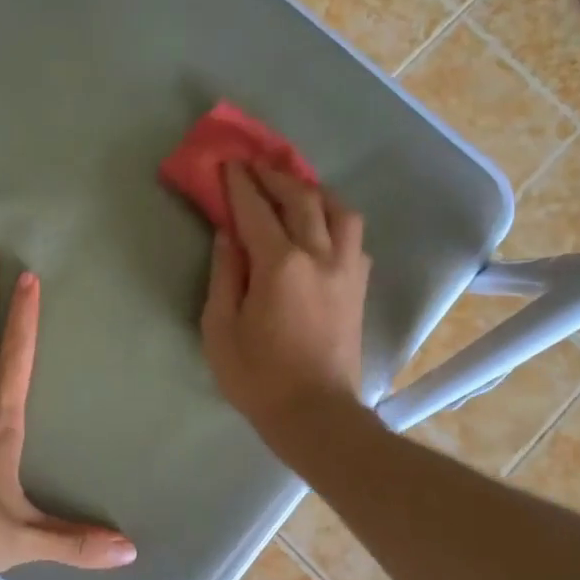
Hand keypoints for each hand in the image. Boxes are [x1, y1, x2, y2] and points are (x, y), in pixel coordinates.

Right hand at [201, 163, 370, 441]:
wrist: (316, 415)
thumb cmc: (258, 377)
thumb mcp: (220, 329)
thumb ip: (224, 275)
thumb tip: (228, 236)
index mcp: (280, 265)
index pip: (257, 210)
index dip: (241, 184)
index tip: (229, 164)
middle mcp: (319, 256)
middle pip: (302, 199)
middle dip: (276, 177)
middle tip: (256, 166)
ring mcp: (346, 270)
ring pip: (340, 211)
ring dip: (315, 192)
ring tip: (296, 190)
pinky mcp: (359, 288)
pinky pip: (354, 239)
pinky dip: (335, 221)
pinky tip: (322, 229)